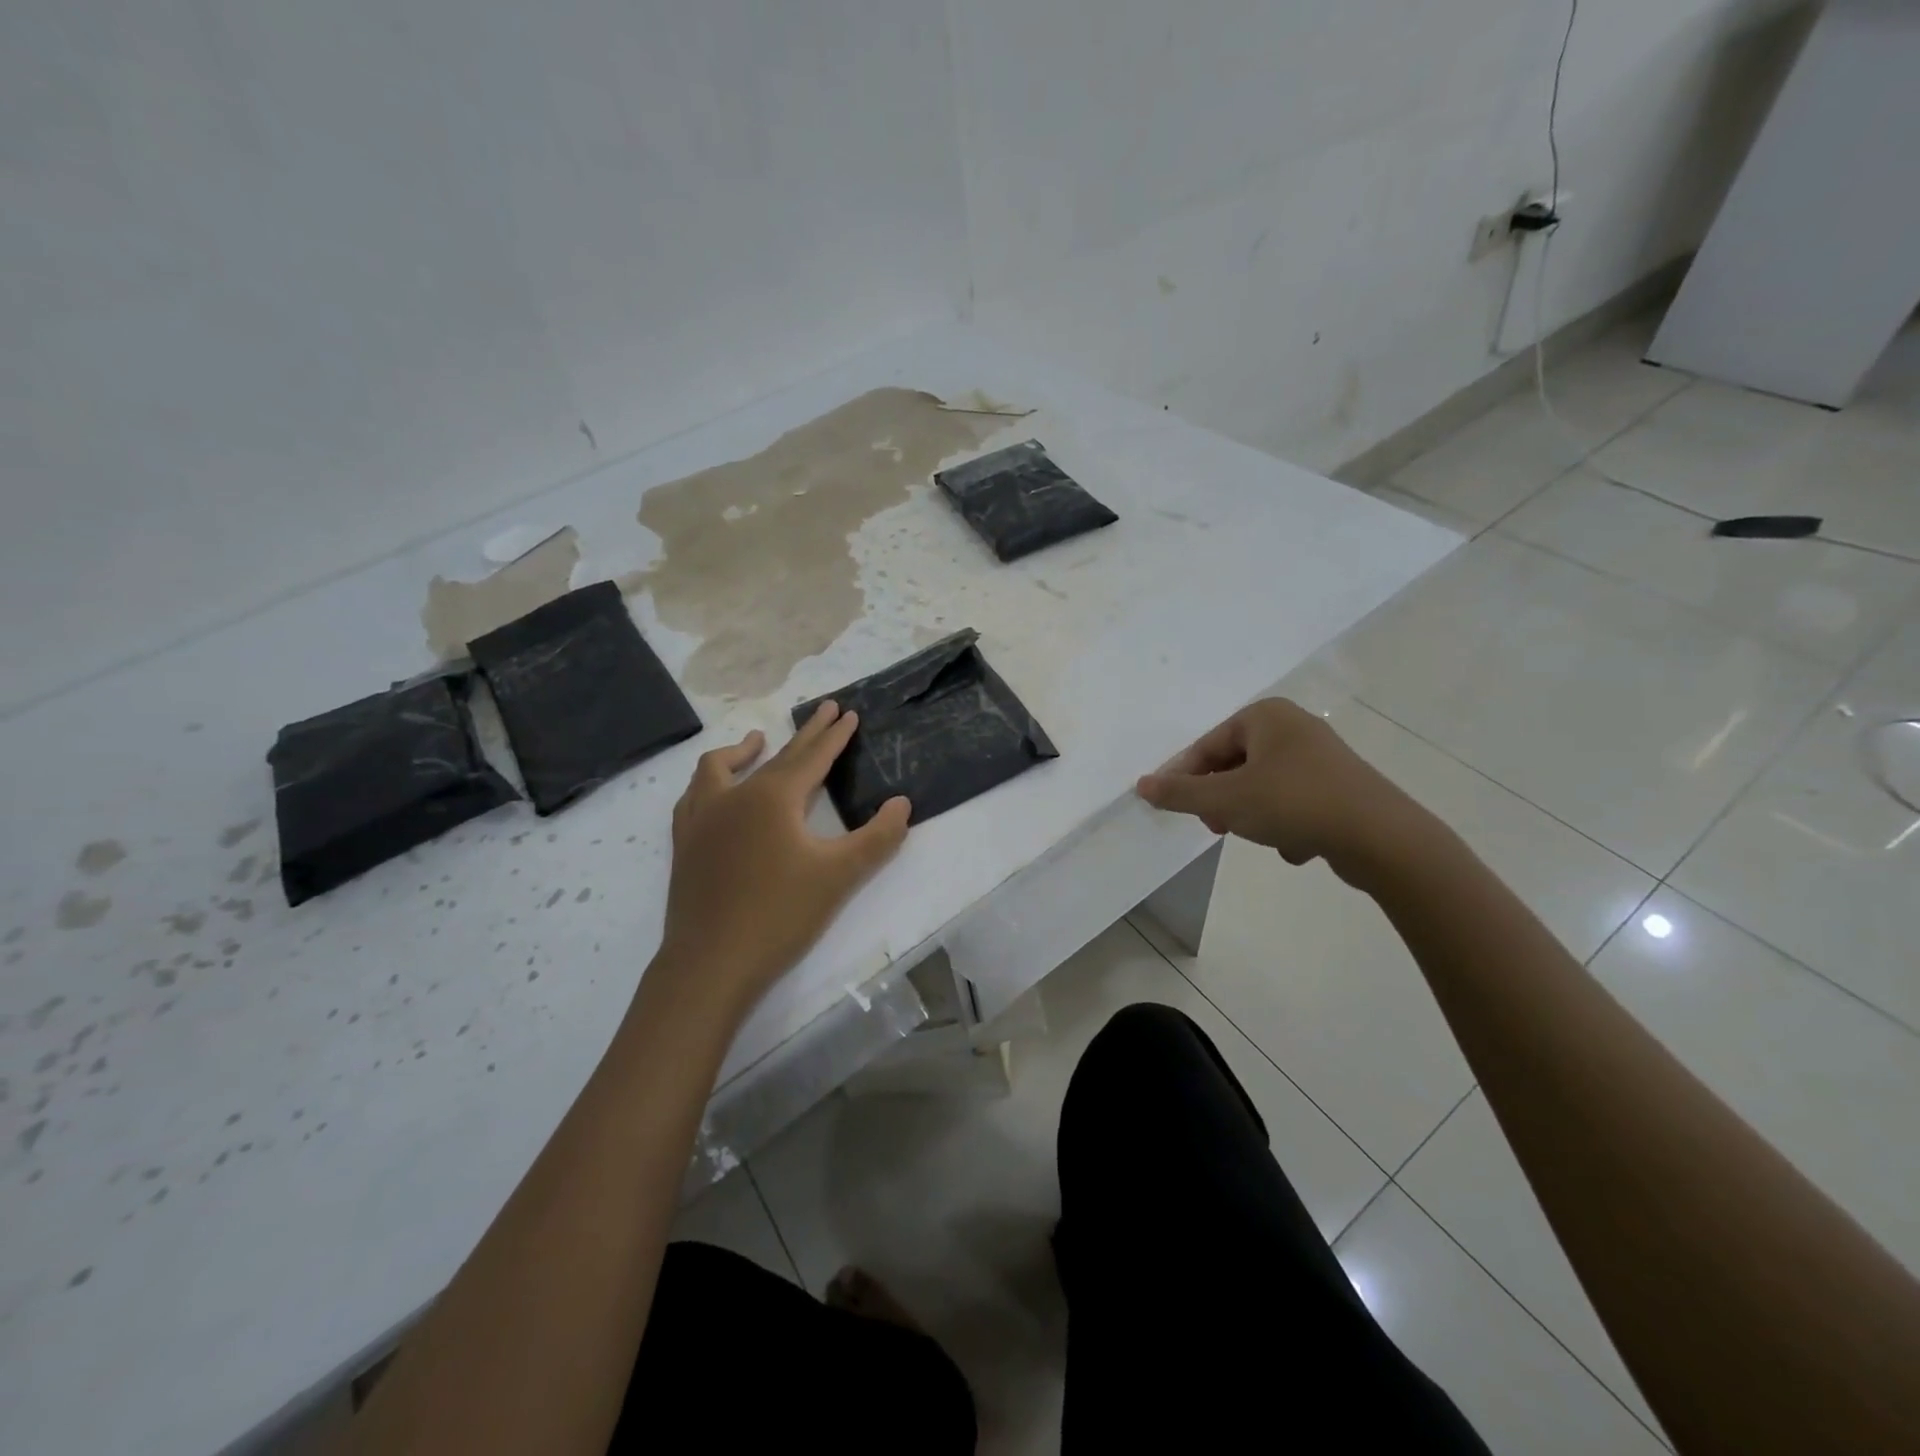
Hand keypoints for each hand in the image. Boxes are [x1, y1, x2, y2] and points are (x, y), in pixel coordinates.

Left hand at [653, 702, 910, 1021]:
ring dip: (743, 751)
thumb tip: (902, 803)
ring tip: (756, 742)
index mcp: (773, 798)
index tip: (848, 712)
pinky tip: (715, 792)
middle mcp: (735, 796)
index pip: (812, 757)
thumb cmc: (780, 915)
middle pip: (777, 756)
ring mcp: (703, 818)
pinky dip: (710, 781)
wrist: (711, 963)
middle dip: (805, 733)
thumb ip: (877, 837)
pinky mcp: (685, 843)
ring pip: (720, 768)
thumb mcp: (840, 876)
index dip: (834, 735)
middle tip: (824, 710)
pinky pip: (695, 796)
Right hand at [1136, 699, 1430, 886]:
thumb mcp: (1225, 800)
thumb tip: (1141, 785)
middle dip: (1223, 800)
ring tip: (1262, 837)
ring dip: (1253, 816)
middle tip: (1218, 827)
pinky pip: (1294, 803)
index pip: (1207, 745)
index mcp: (1265, 716)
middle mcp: (1293, 727)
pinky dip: (1287, 824)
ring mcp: (1321, 757)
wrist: (1381, 837)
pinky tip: (1298, 845)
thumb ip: (1179, 793)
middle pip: (1234, 765)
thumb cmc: (1293, 803)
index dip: (1186, 779)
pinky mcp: (1340, 786)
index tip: (1175, 809)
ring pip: (1263, 787)